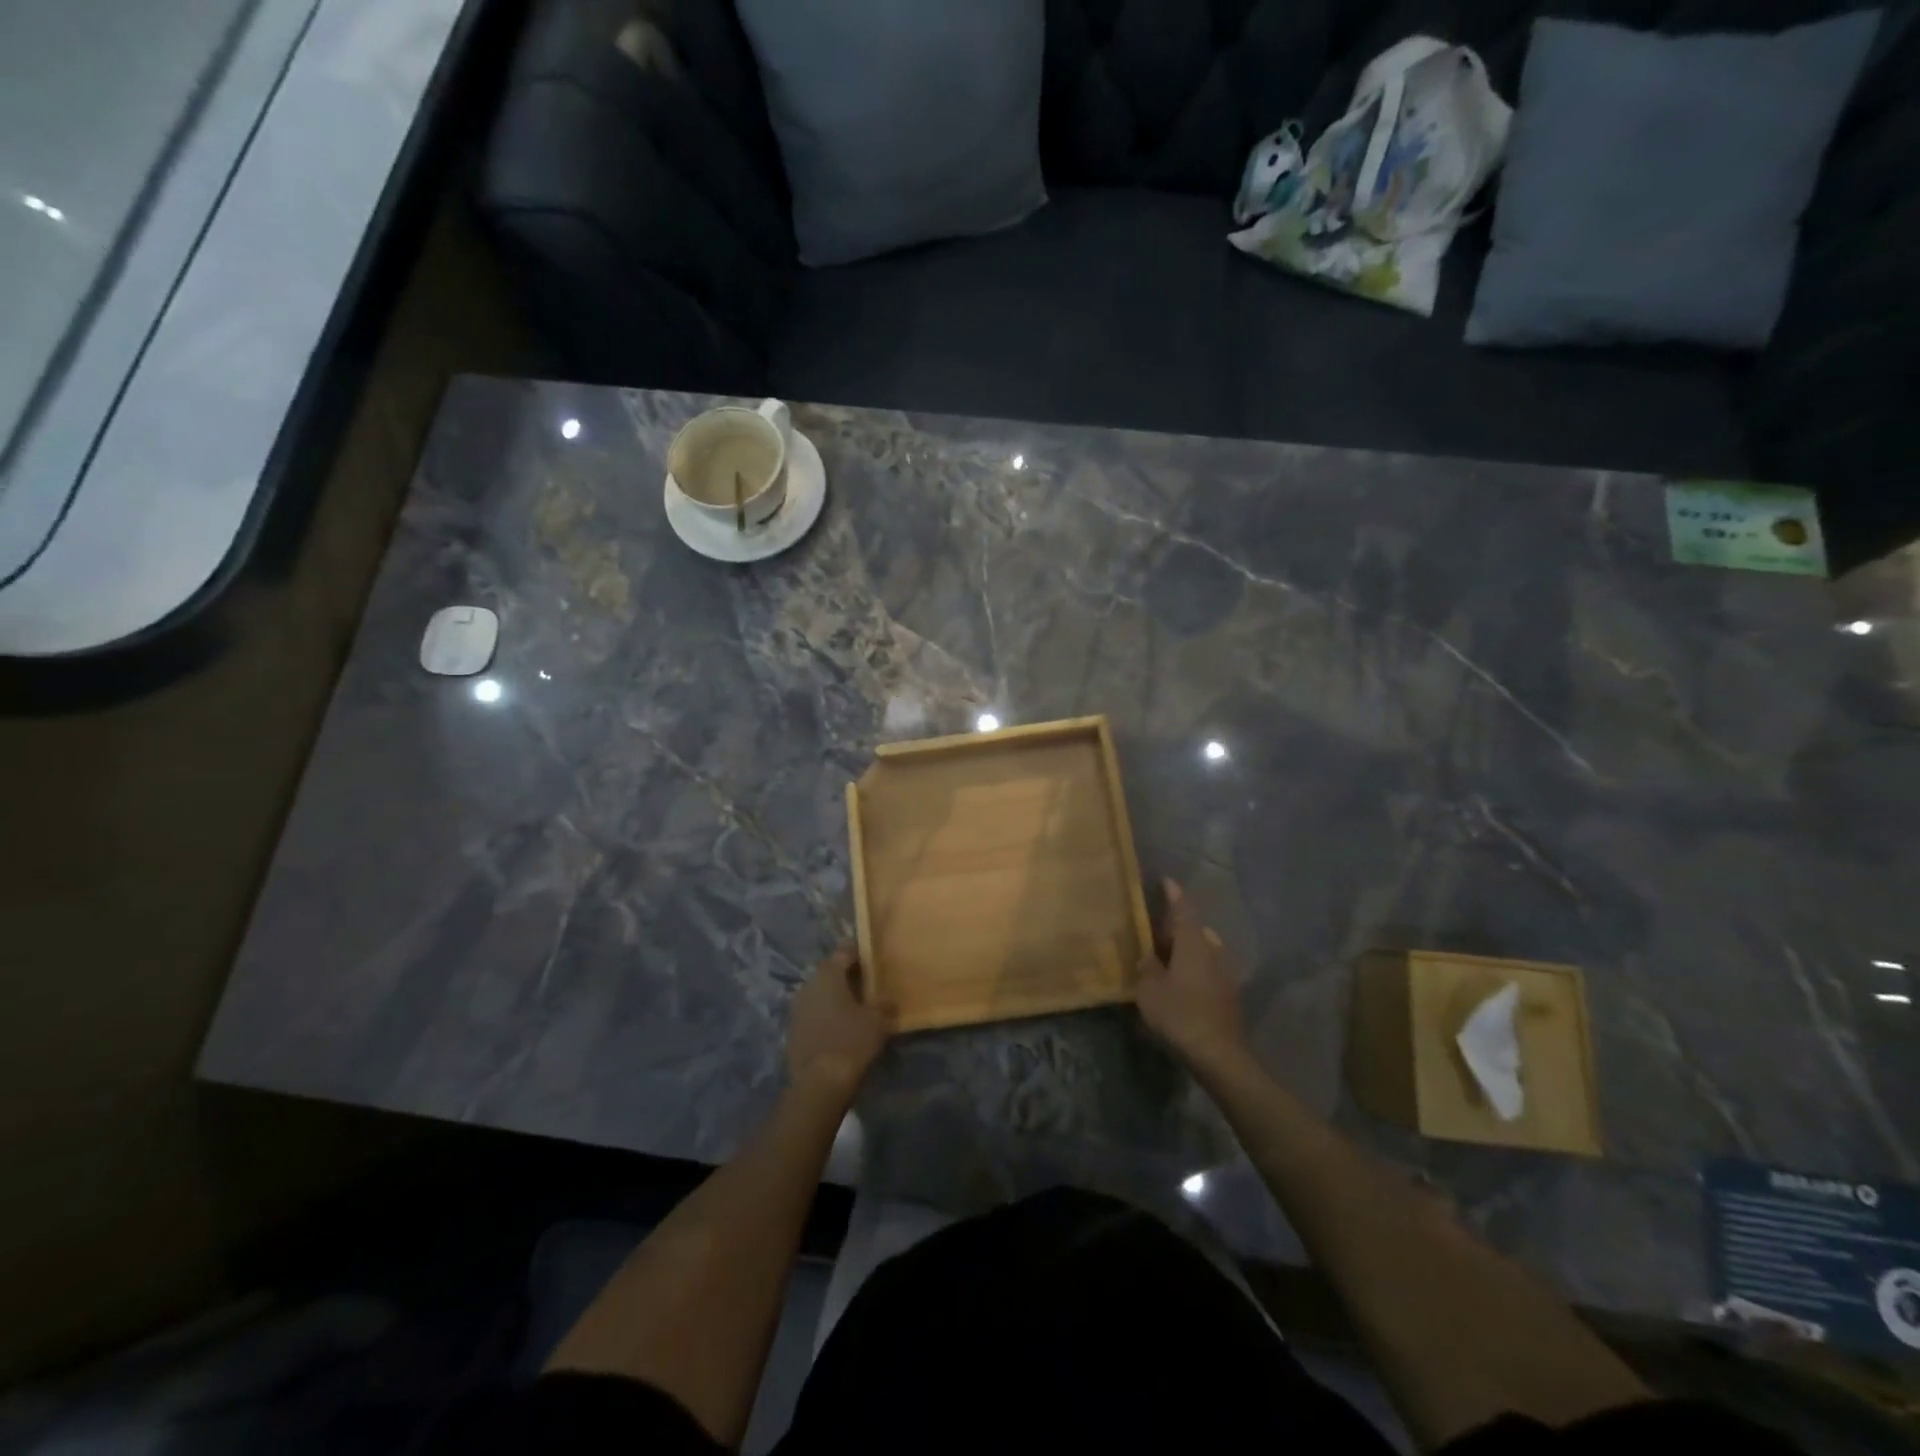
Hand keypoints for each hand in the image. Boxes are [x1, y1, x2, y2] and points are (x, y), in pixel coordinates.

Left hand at [787, 947, 891, 1101]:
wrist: (819, 1083)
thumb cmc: (851, 1041)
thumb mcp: (878, 1021)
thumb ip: (884, 1006)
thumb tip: (888, 1002)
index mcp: (828, 974)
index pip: (844, 951)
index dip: (859, 953)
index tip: (873, 958)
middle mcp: (809, 985)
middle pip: (830, 972)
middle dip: (847, 976)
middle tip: (868, 983)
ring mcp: (797, 1008)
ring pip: (820, 993)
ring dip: (835, 997)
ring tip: (855, 1007)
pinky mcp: (793, 1030)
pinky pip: (813, 1013)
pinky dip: (826, 1015)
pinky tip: (840, 1027)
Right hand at [1136, 879, 1243, 1071]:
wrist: (1217, 1054)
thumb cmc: (1179, 1014)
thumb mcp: (1149, 990)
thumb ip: (1147, 968)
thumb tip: (1149, 957)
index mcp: (1193, 944)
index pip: (1183, 910)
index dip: (1173, 894)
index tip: (1166, 881)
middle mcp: (1213, 952)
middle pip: (1195, 930)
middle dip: (1177, 928)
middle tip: (1156, 930)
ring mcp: (1225, 974)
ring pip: (1204, 951)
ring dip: (1187, 950)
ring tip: (1167, 957)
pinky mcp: (1229, 995)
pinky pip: (1208, 970)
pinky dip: (1194, 969)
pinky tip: (1181, 982)